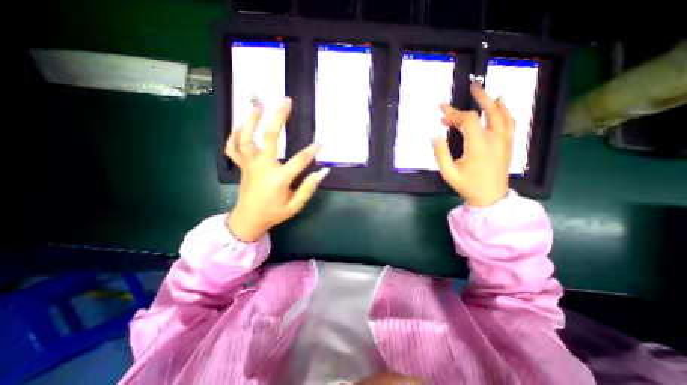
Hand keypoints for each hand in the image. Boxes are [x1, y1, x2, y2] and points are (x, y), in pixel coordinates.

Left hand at [224, 99, 327, 243]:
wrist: (248, 220)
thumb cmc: (274, 213)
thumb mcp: (295, 205)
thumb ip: (309, 188)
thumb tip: (323, 172)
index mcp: (279, 178)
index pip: (300, 160)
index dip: (313, 151)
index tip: (322, 143)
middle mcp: (263, 167)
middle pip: (271, 137)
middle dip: (280, 118)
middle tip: (287, 101)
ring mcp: (249, 165)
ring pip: (247, 138)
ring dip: (252, 119)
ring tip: (258, 103)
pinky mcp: (241, 166)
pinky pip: (233, 148)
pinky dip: (233, 136)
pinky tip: (239, 126)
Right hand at [431, 80, 511, 207]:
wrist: (491, 198)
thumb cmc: (468, 186)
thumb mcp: (448, 173)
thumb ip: (440, 153)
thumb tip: (435, 135)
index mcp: (478, 145)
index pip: (468, 120)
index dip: (454, 116)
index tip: (442, 120)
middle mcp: (495, 138)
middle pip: (487, 111)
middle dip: (476, 98)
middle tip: (469, 86)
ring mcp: (505, 140)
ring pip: (502, 113)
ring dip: (491, 100)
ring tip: (483, 90)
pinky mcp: (508, 144)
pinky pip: (509, 121)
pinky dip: (504, 110)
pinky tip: (501, 103)